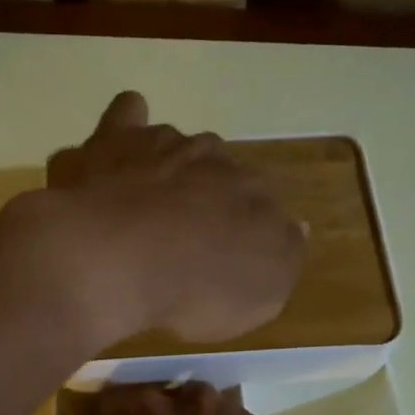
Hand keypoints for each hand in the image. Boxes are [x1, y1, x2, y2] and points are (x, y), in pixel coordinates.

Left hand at [41, 92, 304, 347]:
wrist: (125, 258)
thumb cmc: (197, 289)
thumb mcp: (261, 297)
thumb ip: (283, 258)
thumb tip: (296, 227)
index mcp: (257, 197)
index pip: (263, 207)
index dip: (243, 231)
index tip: (224, 257)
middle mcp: (219, 161)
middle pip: (222, 173)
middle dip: (208, 196)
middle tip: (184, 235)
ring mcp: (167, 145)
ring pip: (180, 147)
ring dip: (170, 168)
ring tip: (146, 205)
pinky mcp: (119, 139)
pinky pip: (128, 117)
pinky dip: (127, 128)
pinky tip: (118, 149)